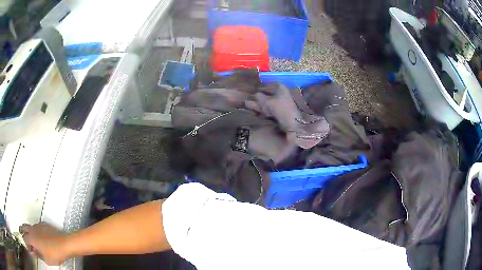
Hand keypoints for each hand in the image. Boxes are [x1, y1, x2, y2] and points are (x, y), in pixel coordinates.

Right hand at [20, 222, 69, 265]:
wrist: (65, 243)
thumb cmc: (55, 253)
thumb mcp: (46, 260)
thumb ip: (38, 255)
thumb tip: (35, 253)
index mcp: (31, 238)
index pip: (25, 239)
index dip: (26, 244)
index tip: (28, 248)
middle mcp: (32, 229)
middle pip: (24, 228)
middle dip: (24, 234)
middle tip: (28, 242)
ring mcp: (37, 225)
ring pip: (29, 226)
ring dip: (29, 232)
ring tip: (33, 240)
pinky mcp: (43, 224)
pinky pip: (36, 226)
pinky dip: (35, 231)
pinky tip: (40, 237)